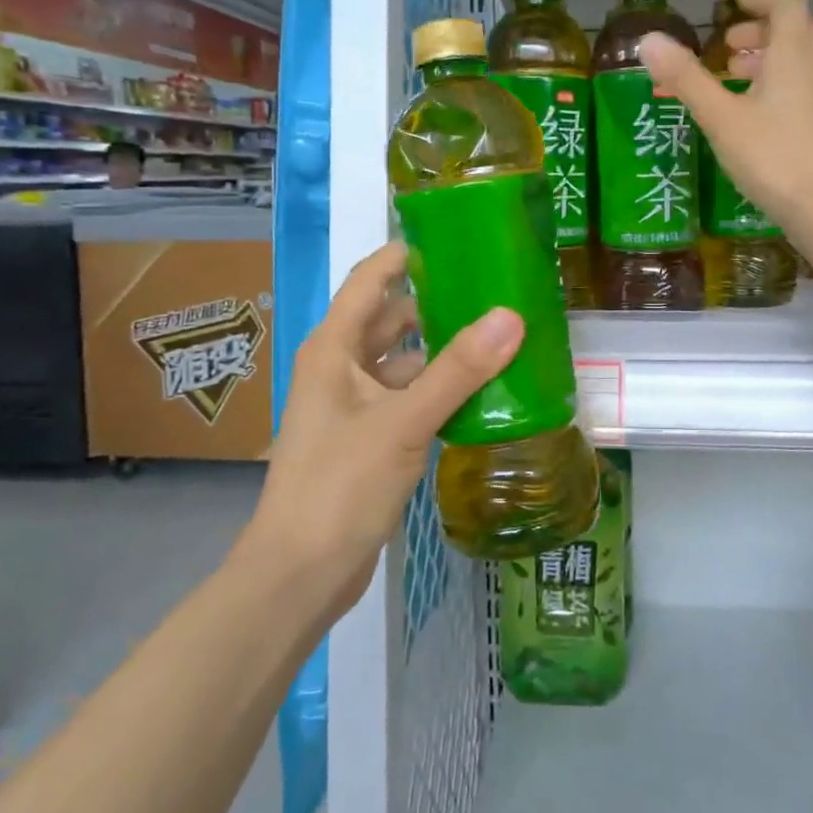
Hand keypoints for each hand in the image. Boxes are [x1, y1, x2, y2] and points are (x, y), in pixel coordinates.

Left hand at [252, 242, 523, 612]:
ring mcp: (355, 404)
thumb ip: (458, 370)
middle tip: (497, 290)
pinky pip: (410, 397)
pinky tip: (483, 390)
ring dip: (445, 350)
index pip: (372, 279)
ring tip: (502, 336)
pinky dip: (441, 389)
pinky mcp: (370, 437)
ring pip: (405, 361)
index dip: (409, 254)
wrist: (301, 573)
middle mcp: (342, 367)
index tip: (460, 239)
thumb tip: (511, 316)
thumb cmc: (340, 485)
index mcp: (335, 347)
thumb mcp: (403, 422)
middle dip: (439, 303)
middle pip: (393, 318)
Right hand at [637, 0, 812, 232]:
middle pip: (793, 30)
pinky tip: (748, 108)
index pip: (785, 4)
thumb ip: (686, 78)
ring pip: (796, 59)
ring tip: (731, 72)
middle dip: (760, 27)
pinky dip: (773, 80)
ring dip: (766, 55)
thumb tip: (648, 40)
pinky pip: (798, 83)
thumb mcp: (720, 116)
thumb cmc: (770, 155)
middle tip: (726, 41)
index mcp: (792, 55)